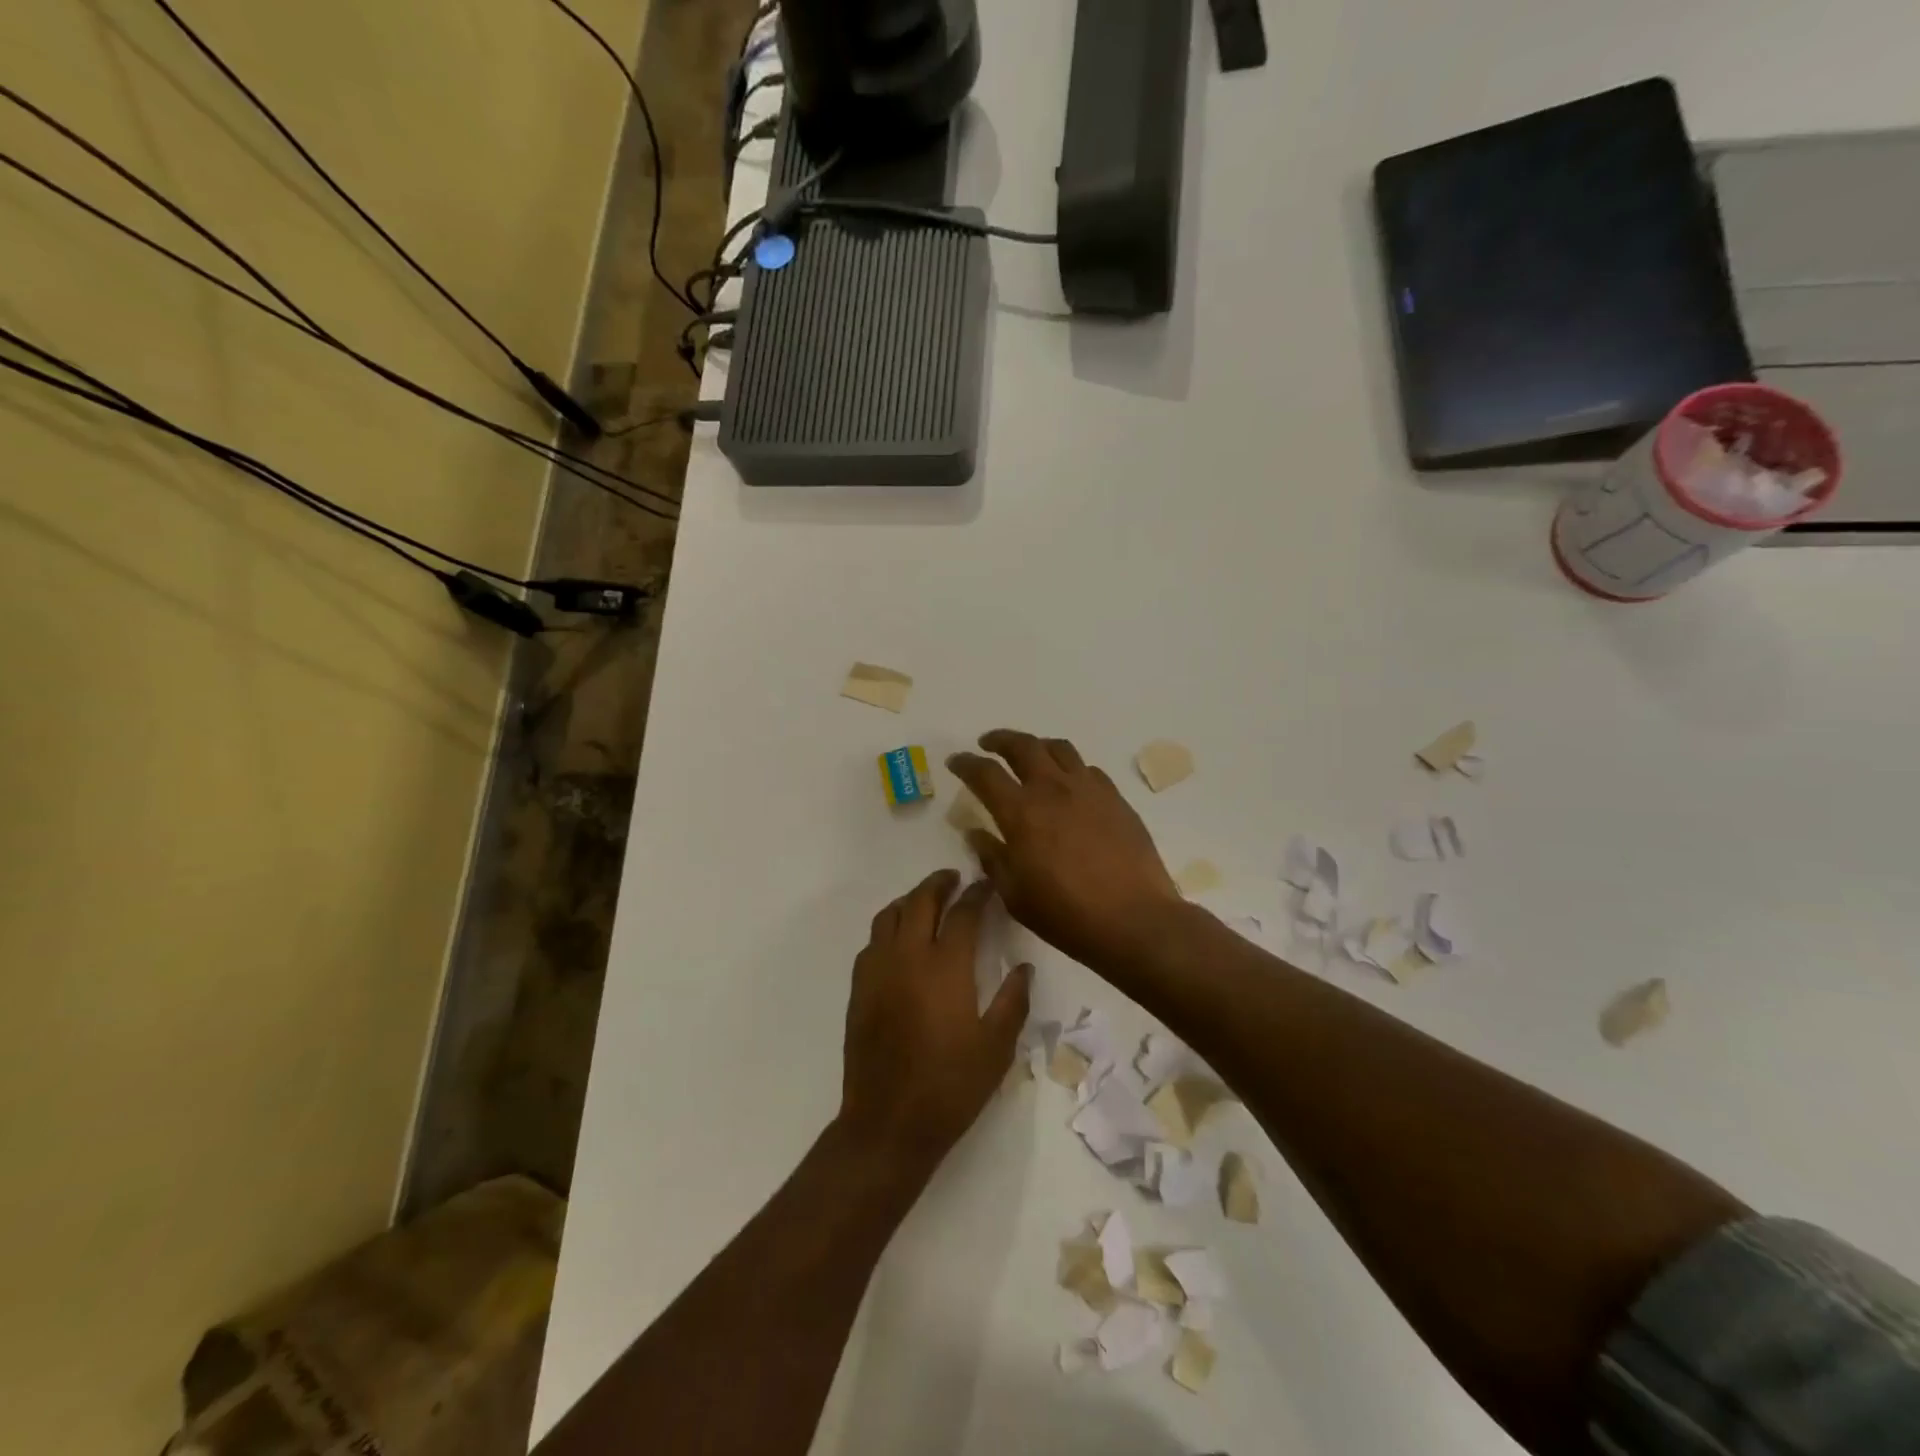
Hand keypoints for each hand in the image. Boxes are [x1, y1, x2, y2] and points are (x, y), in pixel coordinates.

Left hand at [838, 870, 1032, 1178]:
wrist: (888, 1123)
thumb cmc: (950, 1086)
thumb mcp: (996, 1048)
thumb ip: (1013, 1001)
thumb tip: (1024, 967)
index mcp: (945, 967)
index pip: (963, 913)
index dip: (978, 894)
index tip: (988, 885)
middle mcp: (908, 957)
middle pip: (920, 901)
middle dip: (939, 883)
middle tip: (955, 878)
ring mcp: (877, 971)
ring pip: (889, 916)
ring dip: (910, 900)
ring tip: (926, 901)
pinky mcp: (858, 989)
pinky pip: (871, 942)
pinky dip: (888, 928)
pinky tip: (899, 941)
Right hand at [947, 730, 1183, 973]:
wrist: (1134, 919)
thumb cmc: (1066, 913)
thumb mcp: (1015, 894)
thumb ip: (992, 857)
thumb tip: (976, 833)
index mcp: (1021, 812)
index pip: (985, 773)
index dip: (966, 763)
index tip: (956, 761)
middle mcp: (1053, 789)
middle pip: (1022, 746)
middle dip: (1000, 740)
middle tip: (988, 743)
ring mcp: (1089, 789)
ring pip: (1059, 748)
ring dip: (1037, 745)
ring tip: (1030, 754)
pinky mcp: (1116, 799)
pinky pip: (1088, 769)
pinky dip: (1070, 767)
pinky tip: (1069, 783)